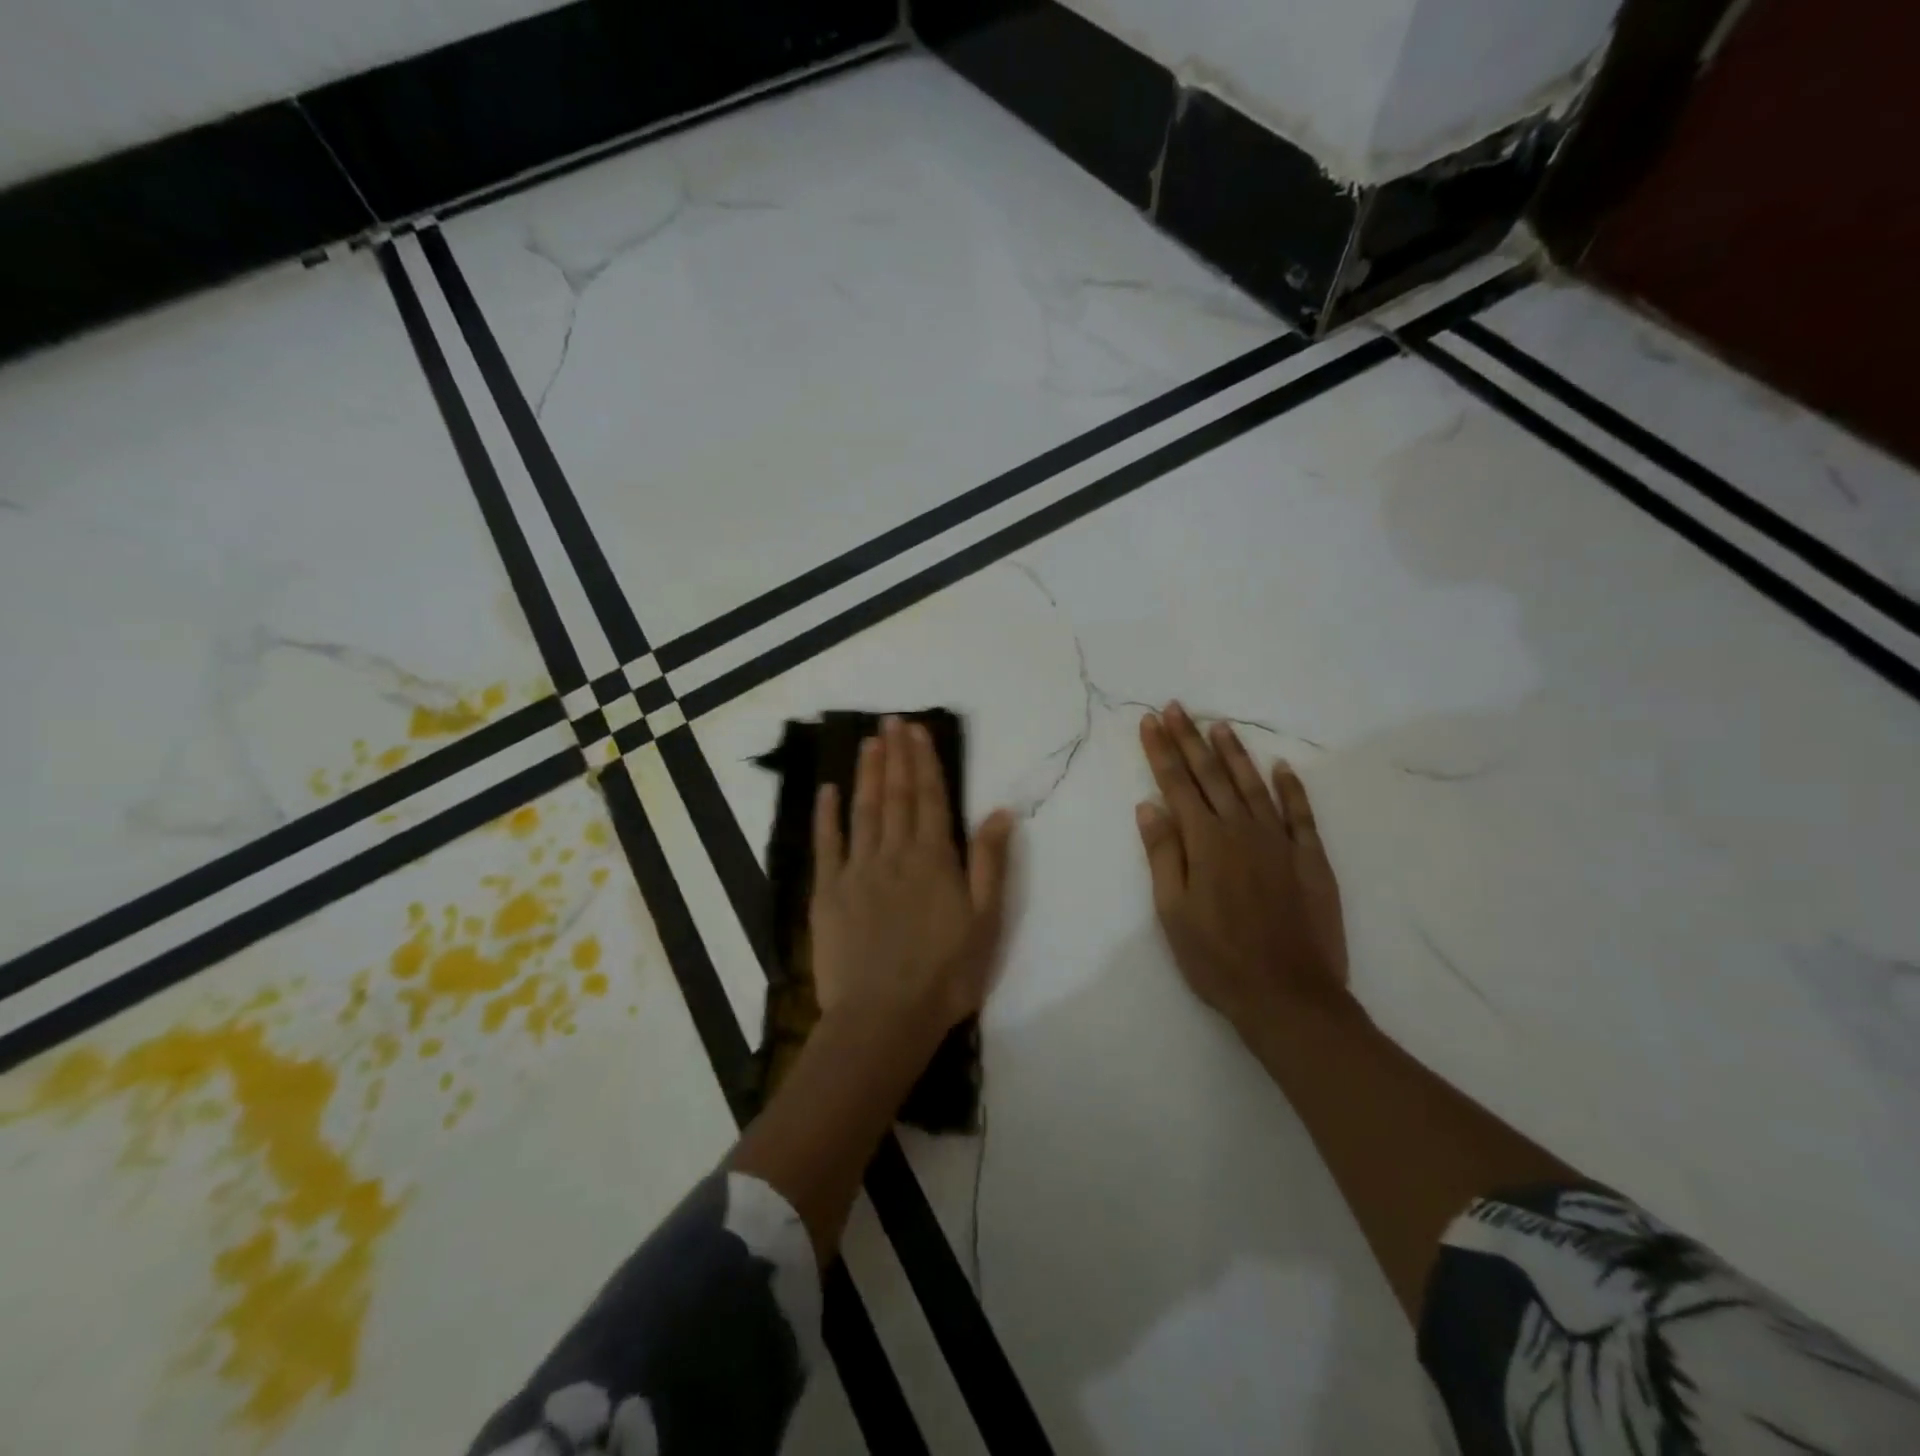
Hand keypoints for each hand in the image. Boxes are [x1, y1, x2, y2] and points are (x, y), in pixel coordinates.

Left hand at [810, 718, 1016, 1036]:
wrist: (884, 1018)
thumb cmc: (946, 975)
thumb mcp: (985, 921)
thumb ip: (990, 863)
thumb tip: (1000, 811)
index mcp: (934, 859)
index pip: (929, 798)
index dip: (924, 761)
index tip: (916, 730)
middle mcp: (895, 854)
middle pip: (896, 796)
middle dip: (895, 756)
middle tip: (891, 722)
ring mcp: (858, 871)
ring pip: (864, 811)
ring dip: (867, 774)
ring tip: (869, 743)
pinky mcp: (828, 893)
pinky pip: (827, 845)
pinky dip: (827, 815)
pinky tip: (828, 791)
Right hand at [1136, 703, 1348, 1031]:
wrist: (1288, 996)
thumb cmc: (1217, 958)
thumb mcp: (1173, 911)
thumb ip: (1163, 854)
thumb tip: (1149, 805)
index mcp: (1205, 842)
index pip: (1177, 785)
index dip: (1161, 751)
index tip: (1150, 721)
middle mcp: (1242, 830)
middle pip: (1211, 775)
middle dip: (1190, 739)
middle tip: (1176, 708)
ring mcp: (1279, 842)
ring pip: (1253, 785)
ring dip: (1234, 753)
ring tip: (1219, 725)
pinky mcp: (1310, 859)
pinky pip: (1300, 814)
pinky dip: (1291, 788)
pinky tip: (1282, 768)